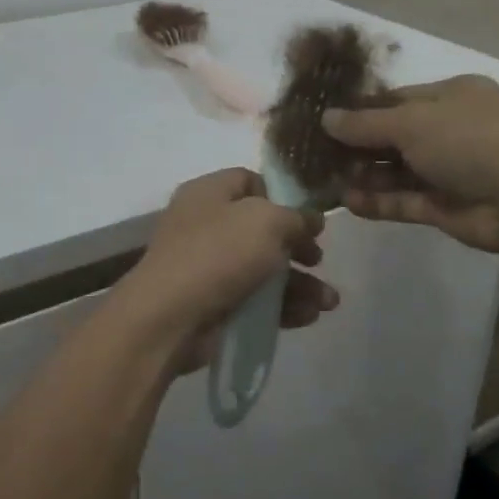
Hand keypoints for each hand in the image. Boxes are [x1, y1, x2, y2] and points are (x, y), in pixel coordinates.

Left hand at [114, 169, 338, 376]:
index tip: (308, 218)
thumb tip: (310, 220)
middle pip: (262, 229)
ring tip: (329, 302)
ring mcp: (208, 267)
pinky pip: (256, 300)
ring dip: (300, 283)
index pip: (250, 181)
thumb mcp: (266, 221)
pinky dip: (284, 307)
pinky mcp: (214, 304)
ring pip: (264, 269)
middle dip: (298, 246)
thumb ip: (295, 217)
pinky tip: (310, 316)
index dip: (282, 197)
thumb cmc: (218, 254)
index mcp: (209, 193)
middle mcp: (206, 225)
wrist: (170, 317)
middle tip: (318, 259)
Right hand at [323, 76, 498, 252]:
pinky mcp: (446, 207)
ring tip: (325, 182)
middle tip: (317, 156)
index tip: (325, 121)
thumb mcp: (411, 121)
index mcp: (452, 96)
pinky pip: (405, 201)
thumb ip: (365, 123)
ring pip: (397, 172)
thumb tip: (326, 118)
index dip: (362, 110)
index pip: (398, 99)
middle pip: (394, 137)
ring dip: (364, 176)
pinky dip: (378, 202)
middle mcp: (451, 130)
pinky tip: (347, 203)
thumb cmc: (468, 139)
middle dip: (358, 147)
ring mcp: (450, 170)